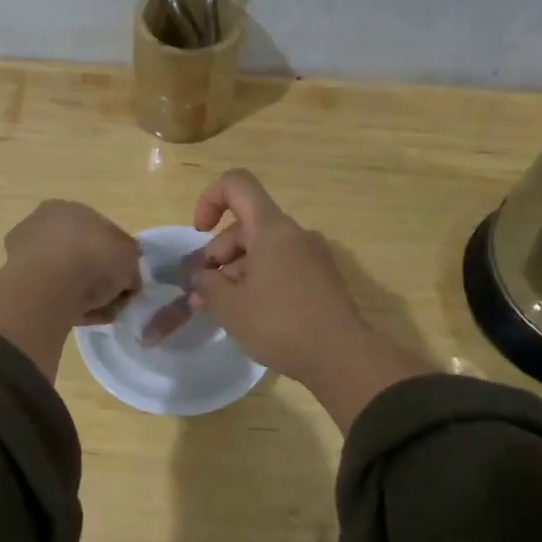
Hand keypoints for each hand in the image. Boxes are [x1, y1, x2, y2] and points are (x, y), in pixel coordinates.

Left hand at [1, 200, 141, 325]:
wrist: (50, 285)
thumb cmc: (93, 257)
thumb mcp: (129, 256)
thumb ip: (131, 262)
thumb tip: (128, 277)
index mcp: (68, 208)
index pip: (98, 230)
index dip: (116, 255)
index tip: (126, 277)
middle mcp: (43, 225)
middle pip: (80, 254)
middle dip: (98, 276)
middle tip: (115, 297)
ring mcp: (26, 254)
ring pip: (66, 276)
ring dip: (85, 293)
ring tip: (102, 311)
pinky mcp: (18, 284)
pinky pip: (53, 294)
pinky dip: (68, 305)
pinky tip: (83, 316)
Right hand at [185, 171, 365, 379]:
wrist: (342, 357)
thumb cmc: (280, 324)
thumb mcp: (229, 305)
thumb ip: (205, 282)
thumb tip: (201, 274)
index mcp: (271, 228)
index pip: (237, 184)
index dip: (209, 199)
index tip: (199, 233)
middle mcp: (294, 234)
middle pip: (245, 226)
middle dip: (217, 253)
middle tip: (202, 293)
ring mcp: (312, 256)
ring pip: (262, 250)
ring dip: (235, 272)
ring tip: (221, 310)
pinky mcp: (321, 279)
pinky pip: (280, 267)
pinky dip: (258, 281)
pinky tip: (249, 314)